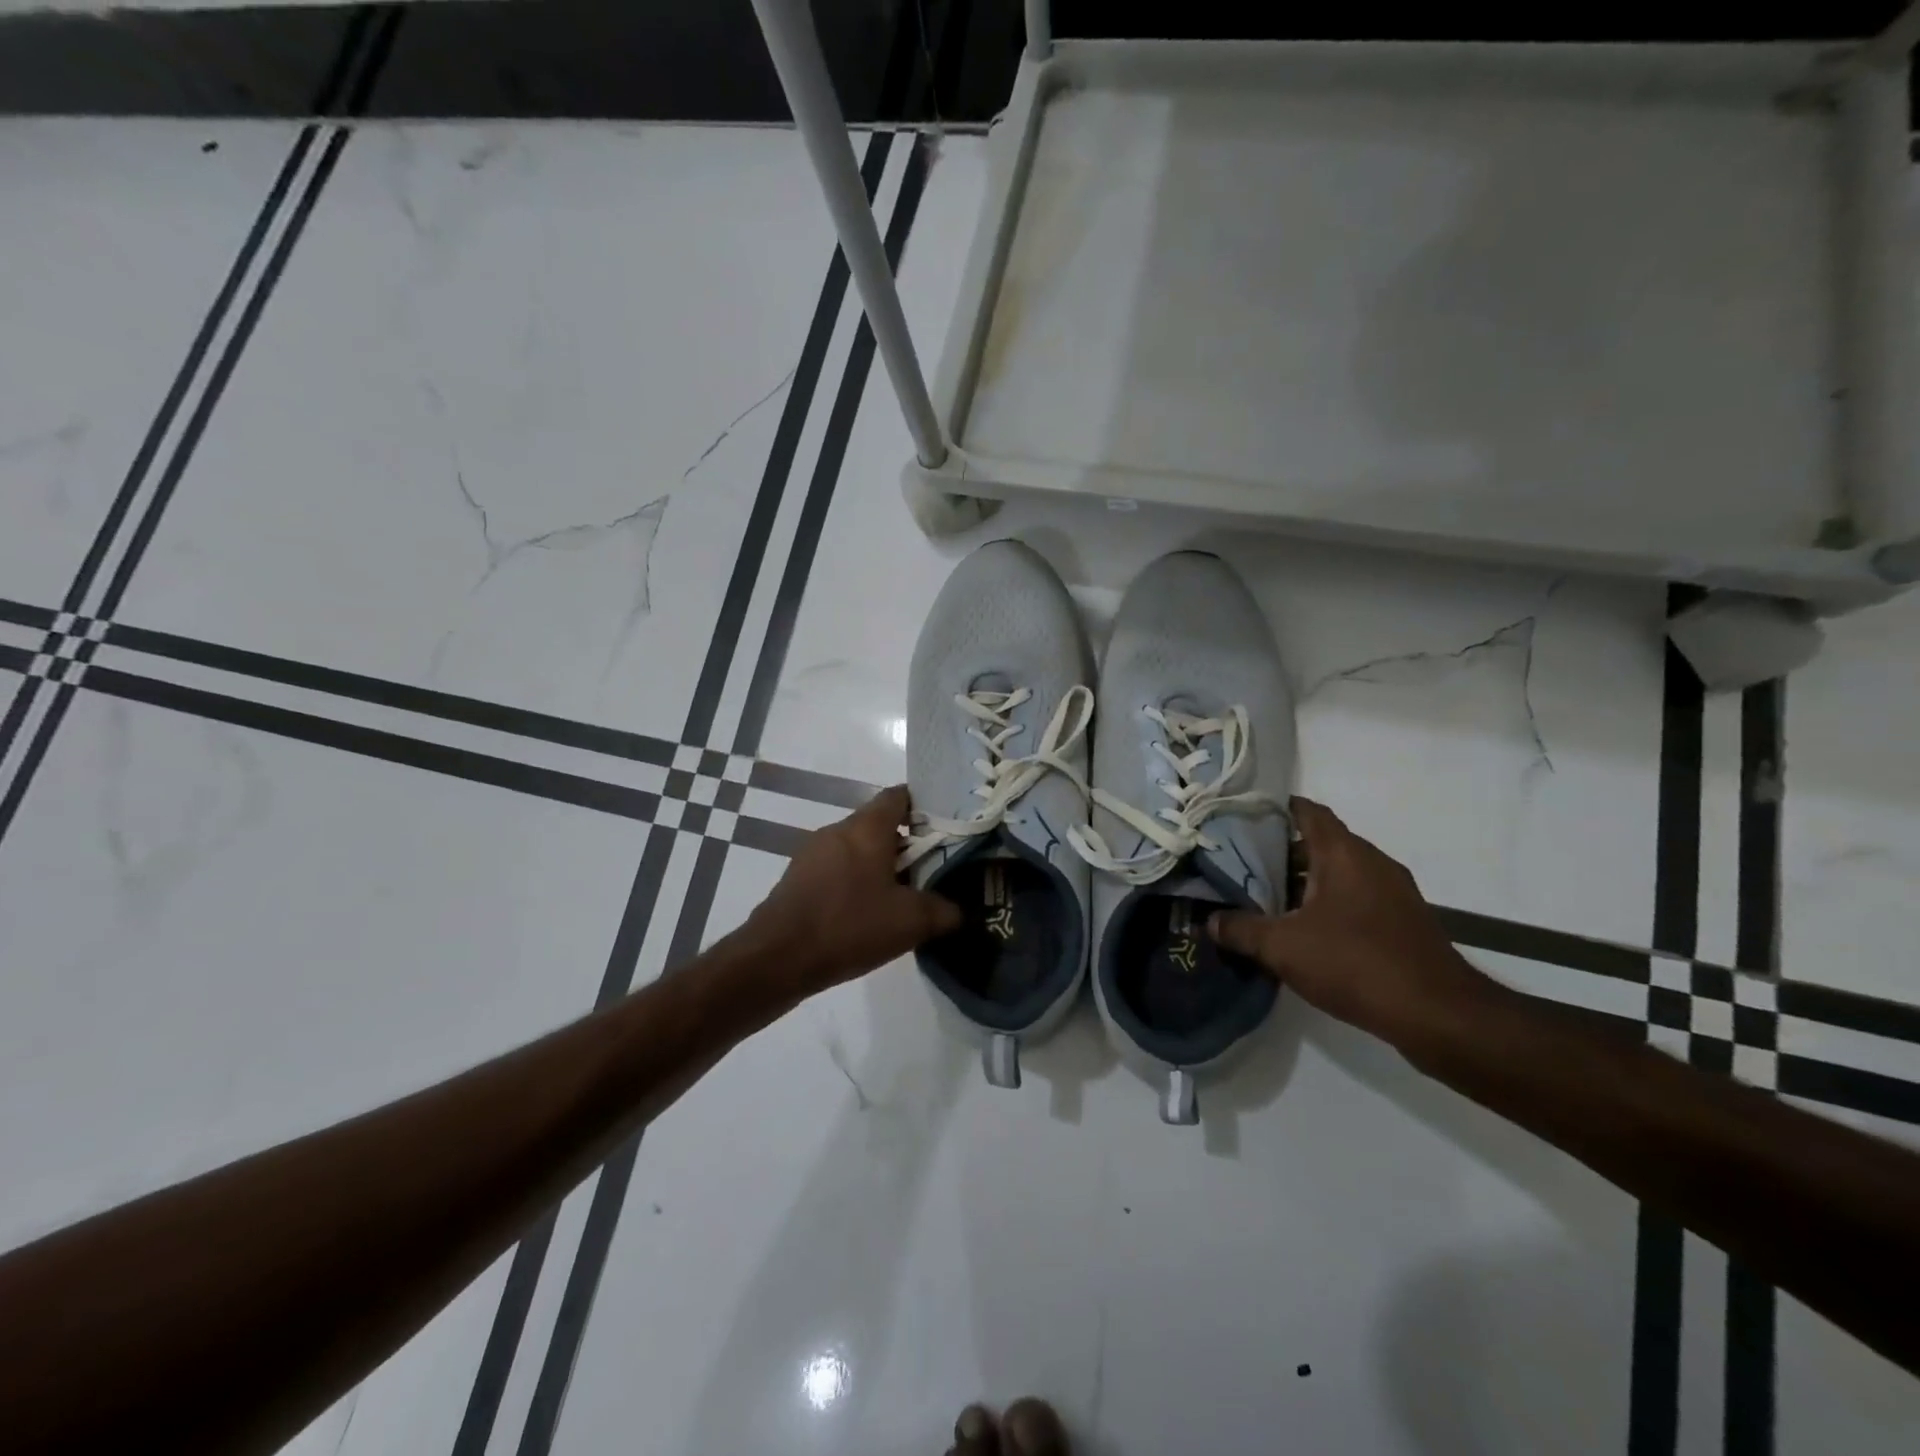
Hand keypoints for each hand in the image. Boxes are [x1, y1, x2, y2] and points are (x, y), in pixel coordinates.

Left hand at [743, 786, 960, 997]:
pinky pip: (837, 870)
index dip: (924, 805)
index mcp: (867, 827)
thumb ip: (944, 911)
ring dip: (881, 866)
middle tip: (932, 869)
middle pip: (880, 824)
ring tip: (904, 897)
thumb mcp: (911, 922)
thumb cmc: (849, 926)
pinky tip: (868, 915)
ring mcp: (813, 854)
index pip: (899, 795)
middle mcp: (838, 830)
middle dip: (907, 844)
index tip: (945, 827)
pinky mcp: (798, 879)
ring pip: (858, 849)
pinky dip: (856, 883)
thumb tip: (960, 910)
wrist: (777, 959)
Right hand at [1209, 797, 1494, 1049]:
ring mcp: (1394, 893)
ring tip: (1266, 898)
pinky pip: (1357, 899)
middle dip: (1282, 851)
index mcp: (1344, 854)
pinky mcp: (1404, 923)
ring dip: (1306, 881)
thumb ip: (1241, 929)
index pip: (1309, 812)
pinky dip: (1329, 904)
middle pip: (1322, 843)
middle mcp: (1372, 863)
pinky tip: (1305, 931)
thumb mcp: (1283, 947)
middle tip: (1242, 863)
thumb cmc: (1356, 963)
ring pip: (1340, 873)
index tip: (1243, 815)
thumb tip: (1209, 921)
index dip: (1277, 808)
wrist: (1439, 1015)